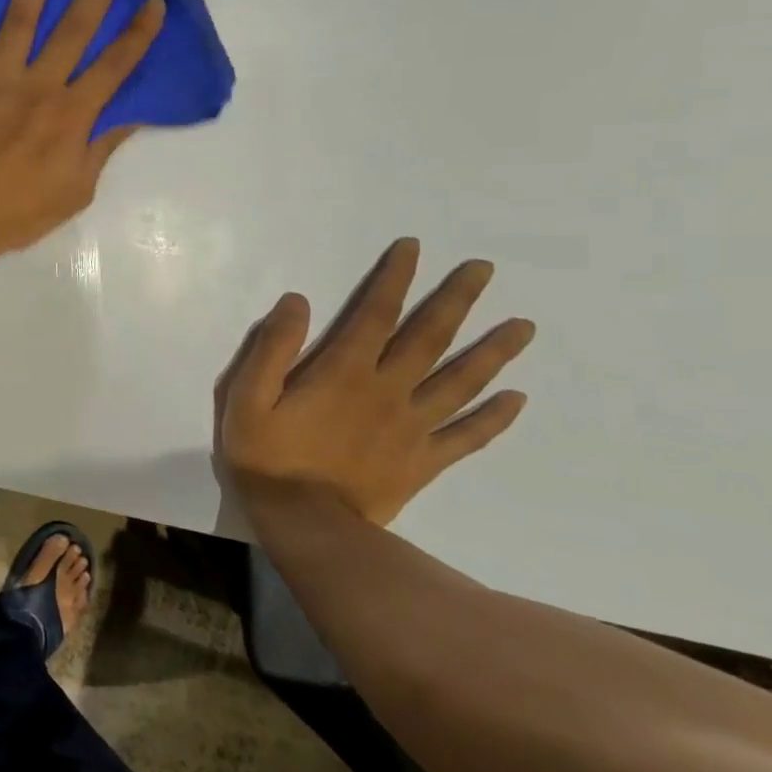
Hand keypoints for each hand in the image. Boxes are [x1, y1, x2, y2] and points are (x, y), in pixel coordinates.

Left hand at [0, 0, 164, 271]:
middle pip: (75, 28)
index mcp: (72, 115)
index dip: (139, 32)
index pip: (116, 65)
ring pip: (21, 19)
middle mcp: (39, 86)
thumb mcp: (75, 192)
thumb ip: (100, 149)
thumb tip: (127, 117)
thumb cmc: (17, 214)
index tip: (154, 0)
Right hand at [216, 238, 535, 523]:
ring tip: (523, 325)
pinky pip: (467, 436)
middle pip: (430, 338)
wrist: (304, 523)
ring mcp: (412, 427)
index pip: (375, 313)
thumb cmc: (267, 455)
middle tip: (486, 269)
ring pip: (460, 381)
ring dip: (493, 351)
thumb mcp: (248, 396)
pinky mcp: (423, 461)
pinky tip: (518, 400)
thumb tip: (299, 302)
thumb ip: (272, 347)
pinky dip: (494, 417)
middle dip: (457, 300)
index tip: (414, 248)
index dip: (394, 278)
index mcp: (344, 371)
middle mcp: (388, 390)